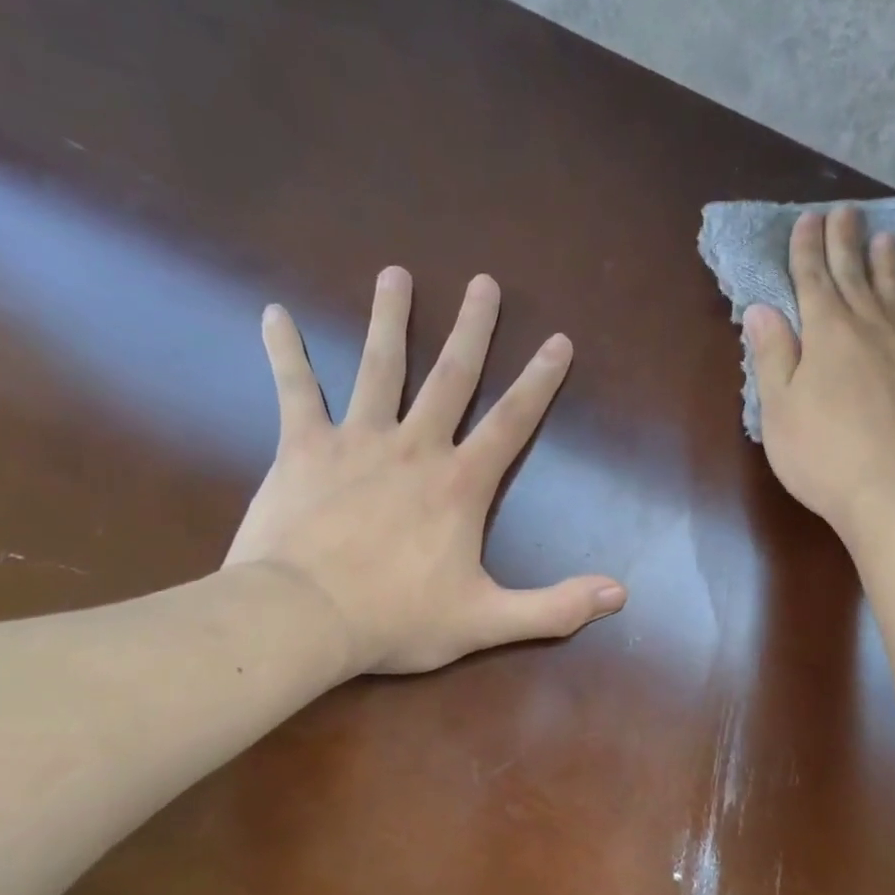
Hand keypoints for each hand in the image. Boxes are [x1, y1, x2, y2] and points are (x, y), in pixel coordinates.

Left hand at [223, 268, 626, 675]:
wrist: (302, 618)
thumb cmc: (397, 619)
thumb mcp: (487, 621)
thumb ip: (555, 608)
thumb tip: (619, 596)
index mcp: (460, 484)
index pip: (512, 422)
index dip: (540, 381)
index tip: (559, 340)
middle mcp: (414, 447)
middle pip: (450, 377)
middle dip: (472, 329)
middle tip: (484, 282)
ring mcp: (356, 441)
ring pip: (377, 367)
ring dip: (388, 319)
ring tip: (395, 274)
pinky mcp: (302, 448)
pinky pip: (295, 390)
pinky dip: (285, 351)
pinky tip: (275, 313)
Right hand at [745, 207, 894, 543]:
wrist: (889, 492)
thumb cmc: (820, 455)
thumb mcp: (778, 409)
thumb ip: (772, 355)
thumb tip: (763, 308)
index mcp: (825, 334)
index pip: (812, 280)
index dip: (806, 248)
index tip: (807, 219)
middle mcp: (867, 328)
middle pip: (853, 276)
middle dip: (844, 242)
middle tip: (844, 211)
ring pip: (893, 292)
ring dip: (886, 262)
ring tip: (885, 236)